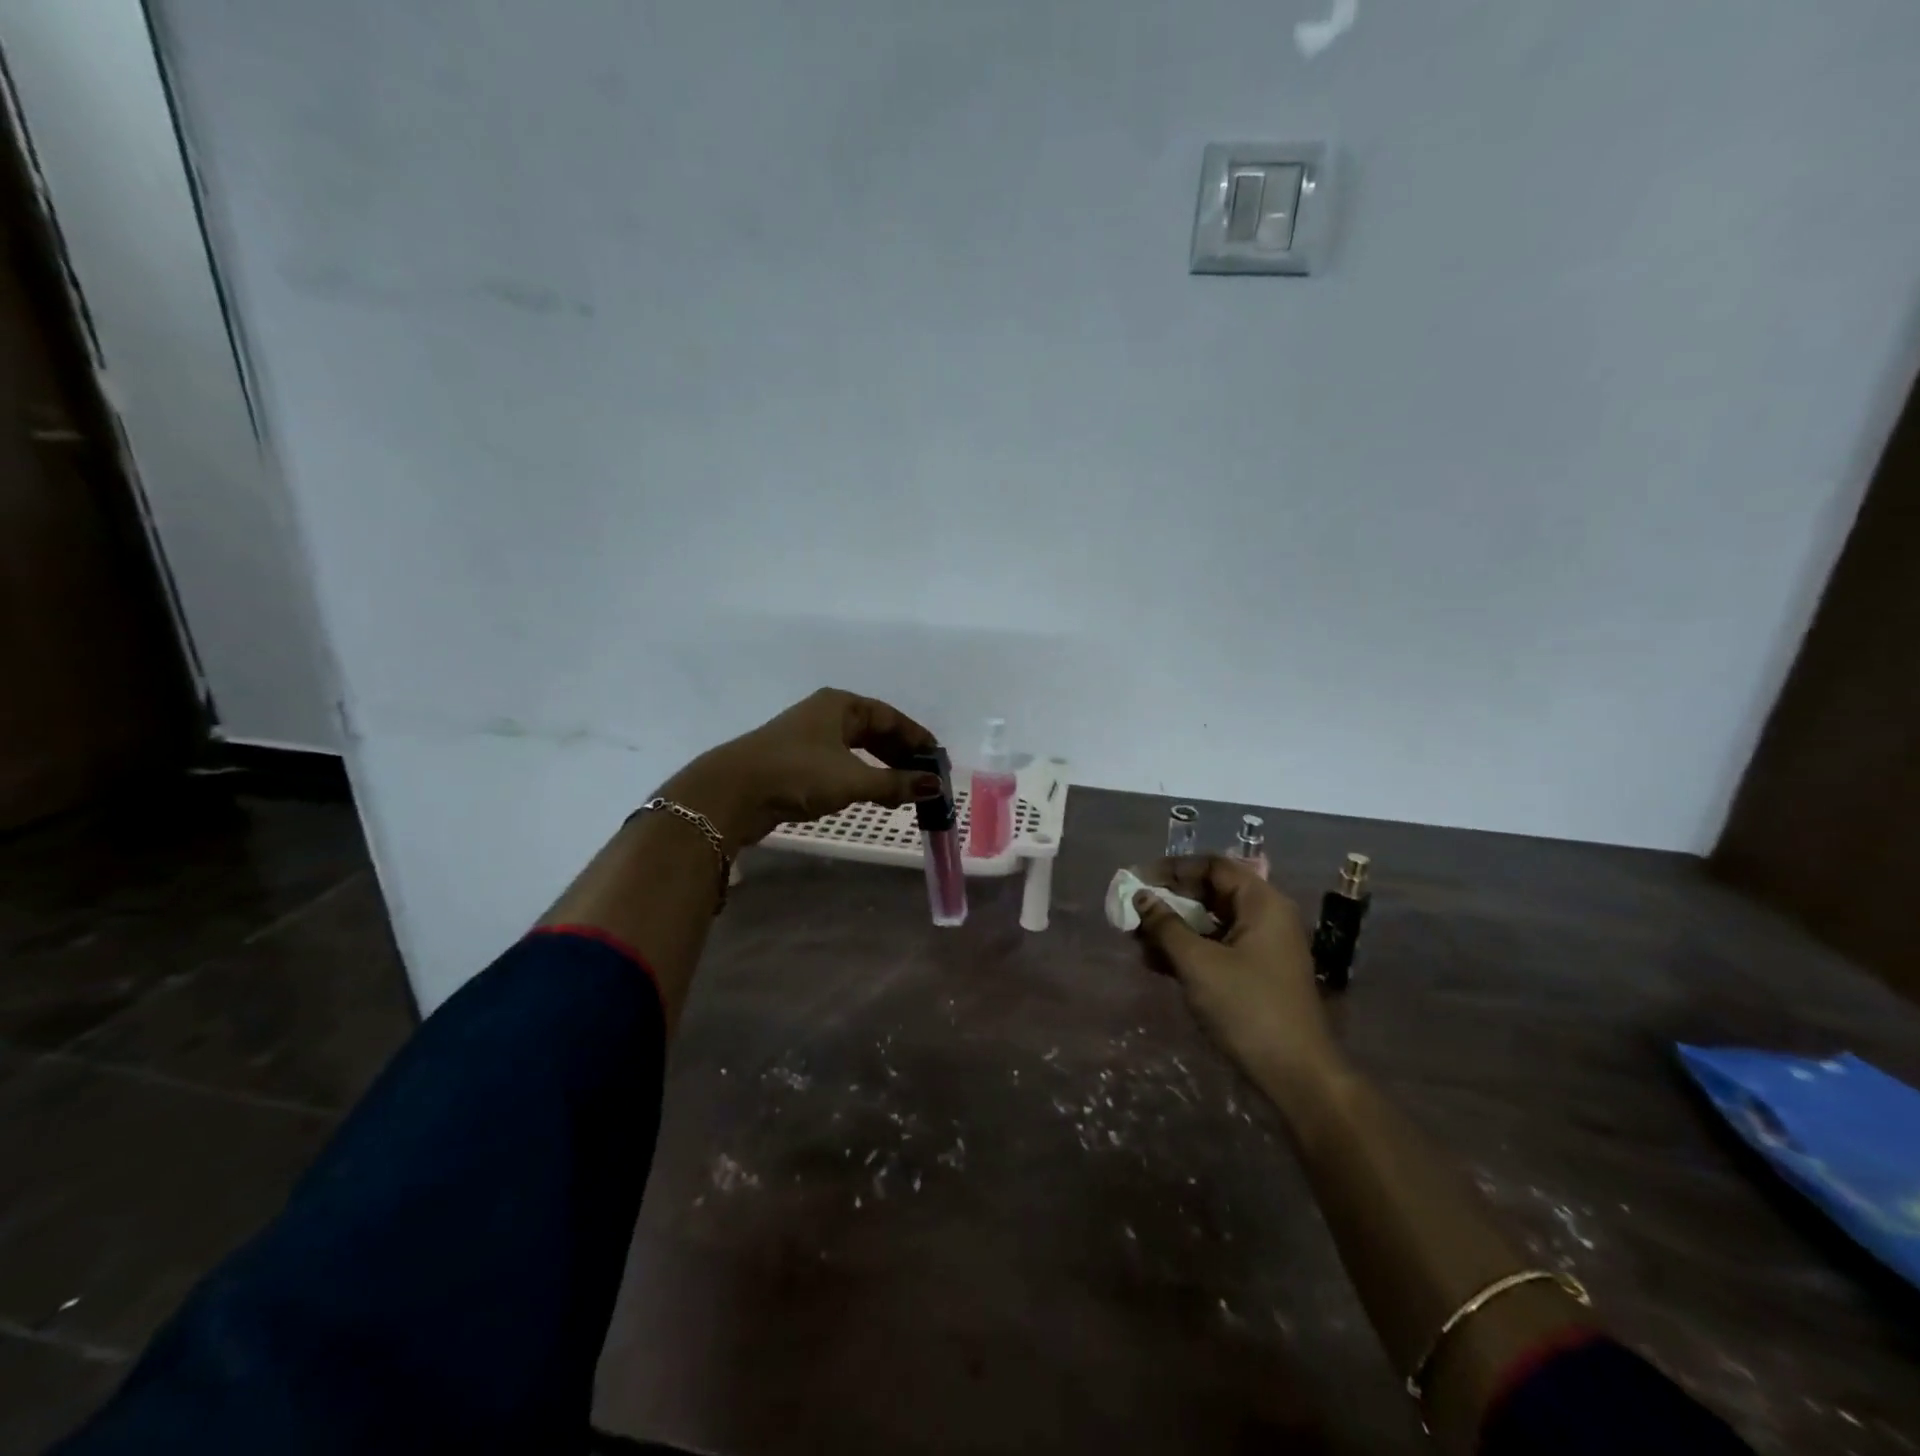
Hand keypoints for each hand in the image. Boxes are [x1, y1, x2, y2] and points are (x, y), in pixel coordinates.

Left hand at [660, 688, 939, 850]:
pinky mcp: (796, 762)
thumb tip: (934, 785)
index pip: (890, 717)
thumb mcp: (853, 779)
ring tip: (904, 790)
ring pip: (857, 749)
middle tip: (925, 777)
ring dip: (882, 768)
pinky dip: (861, 777)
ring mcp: (808, 738)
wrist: (732, 793)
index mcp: (841, 705)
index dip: (917, 737)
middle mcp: (826, 715)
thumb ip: (895, 783)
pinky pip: (841, 764)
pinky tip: (872, 795)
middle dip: (901, 754)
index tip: (938, 758)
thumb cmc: (797, 774)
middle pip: (874, 731)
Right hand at [1131, 856, 1338, 1097]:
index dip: (1174, 869)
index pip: (1213, 867)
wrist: (1296, 1075)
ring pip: (1209, 923)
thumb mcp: (1198, 963)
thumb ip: (1165, 926)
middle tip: (1133, 911)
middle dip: (1169, 901)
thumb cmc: (1247, 1007)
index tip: (1139, 880)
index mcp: (1261, 903)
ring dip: (1173, 928)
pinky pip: (1215, 948)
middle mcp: (1265, 918)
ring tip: (1137, 940)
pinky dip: (1187, 951)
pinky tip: (1156, 964)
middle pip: (1210, 893)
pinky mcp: (1254, 974)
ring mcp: (1261, 948)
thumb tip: (1141, 897)